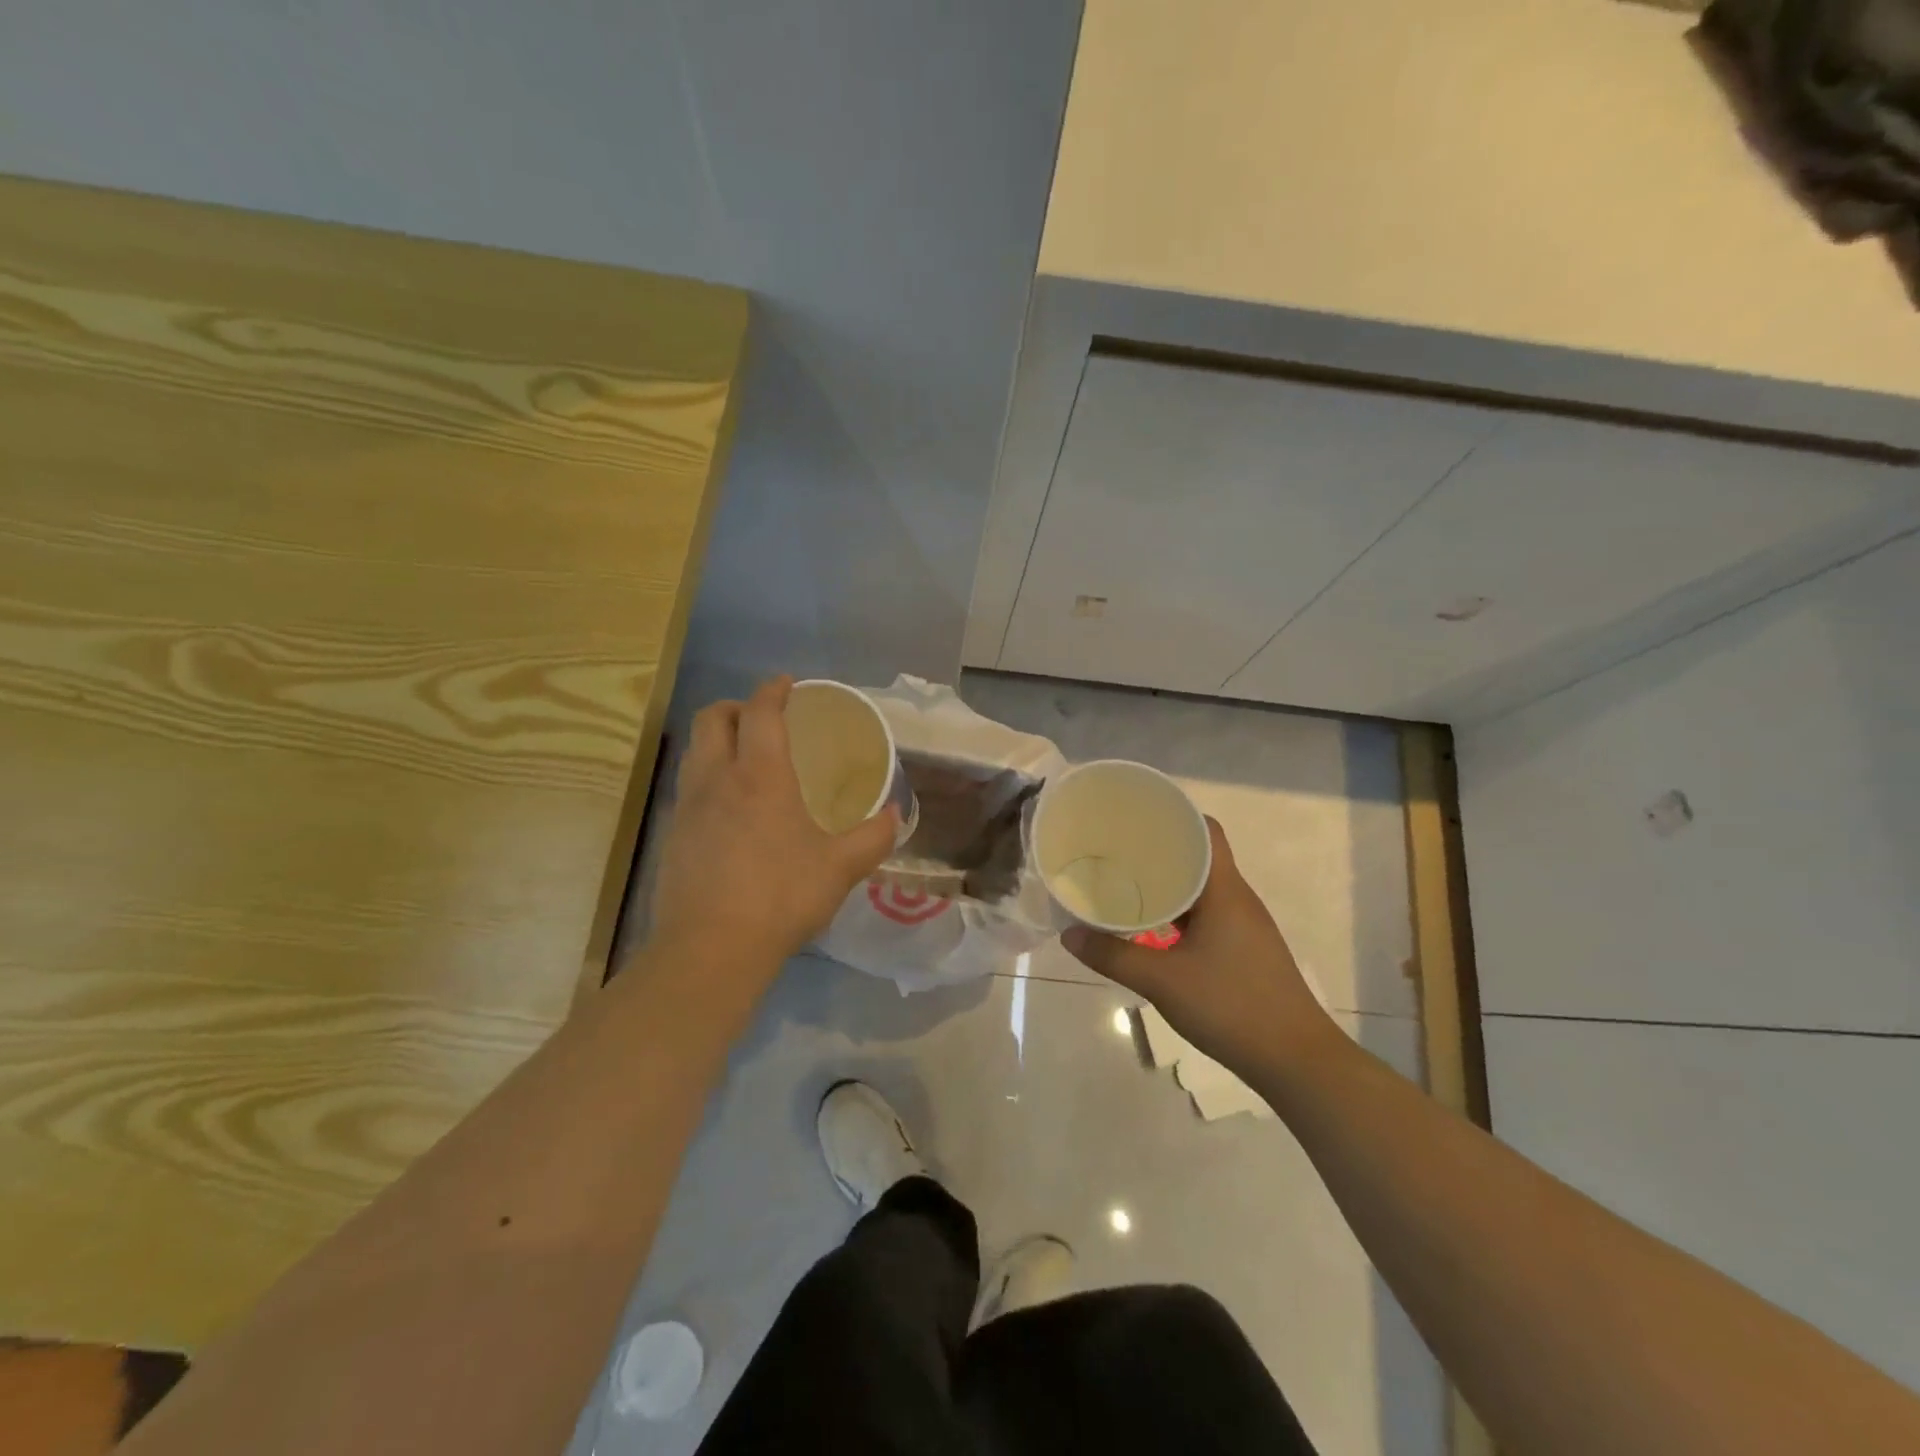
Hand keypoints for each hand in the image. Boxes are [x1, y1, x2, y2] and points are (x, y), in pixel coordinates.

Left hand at [649, 676, 898, 977]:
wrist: (710, 949)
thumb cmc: (781, 896)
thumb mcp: (841, 867)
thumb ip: (873, 837)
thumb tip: (895, 815)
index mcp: (760, 775)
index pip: (761, 712)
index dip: (773, 690)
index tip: (787, 683)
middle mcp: (717, 779)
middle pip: (712, 718)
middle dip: (735, 706)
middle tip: (760, 718)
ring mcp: (688, 807)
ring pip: (694, 751)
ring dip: (716, 740)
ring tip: (743, 757)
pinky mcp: (672, 837)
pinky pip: (688, 788)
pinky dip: (707, 778)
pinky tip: (728, 810)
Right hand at [1061, 818, 1333, 1075]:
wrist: (1296, 1060)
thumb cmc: (1231, 1006)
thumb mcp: (1162, 981)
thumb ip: (1113, 956)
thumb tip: (1069, 936)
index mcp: (1225, 890)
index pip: (1206, 830)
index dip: (1175, 816)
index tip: (1137, 817)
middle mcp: (1239, 899)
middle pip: (1201, 856)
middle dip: (1162, 849)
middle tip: (1119, 850)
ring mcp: (1246, 926)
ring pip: (1204, 888)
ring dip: (1171, 884)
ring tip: (1129, 884)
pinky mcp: (1247, 950)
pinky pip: (1209, 914)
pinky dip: (1181, 912)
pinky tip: (1155, 928)